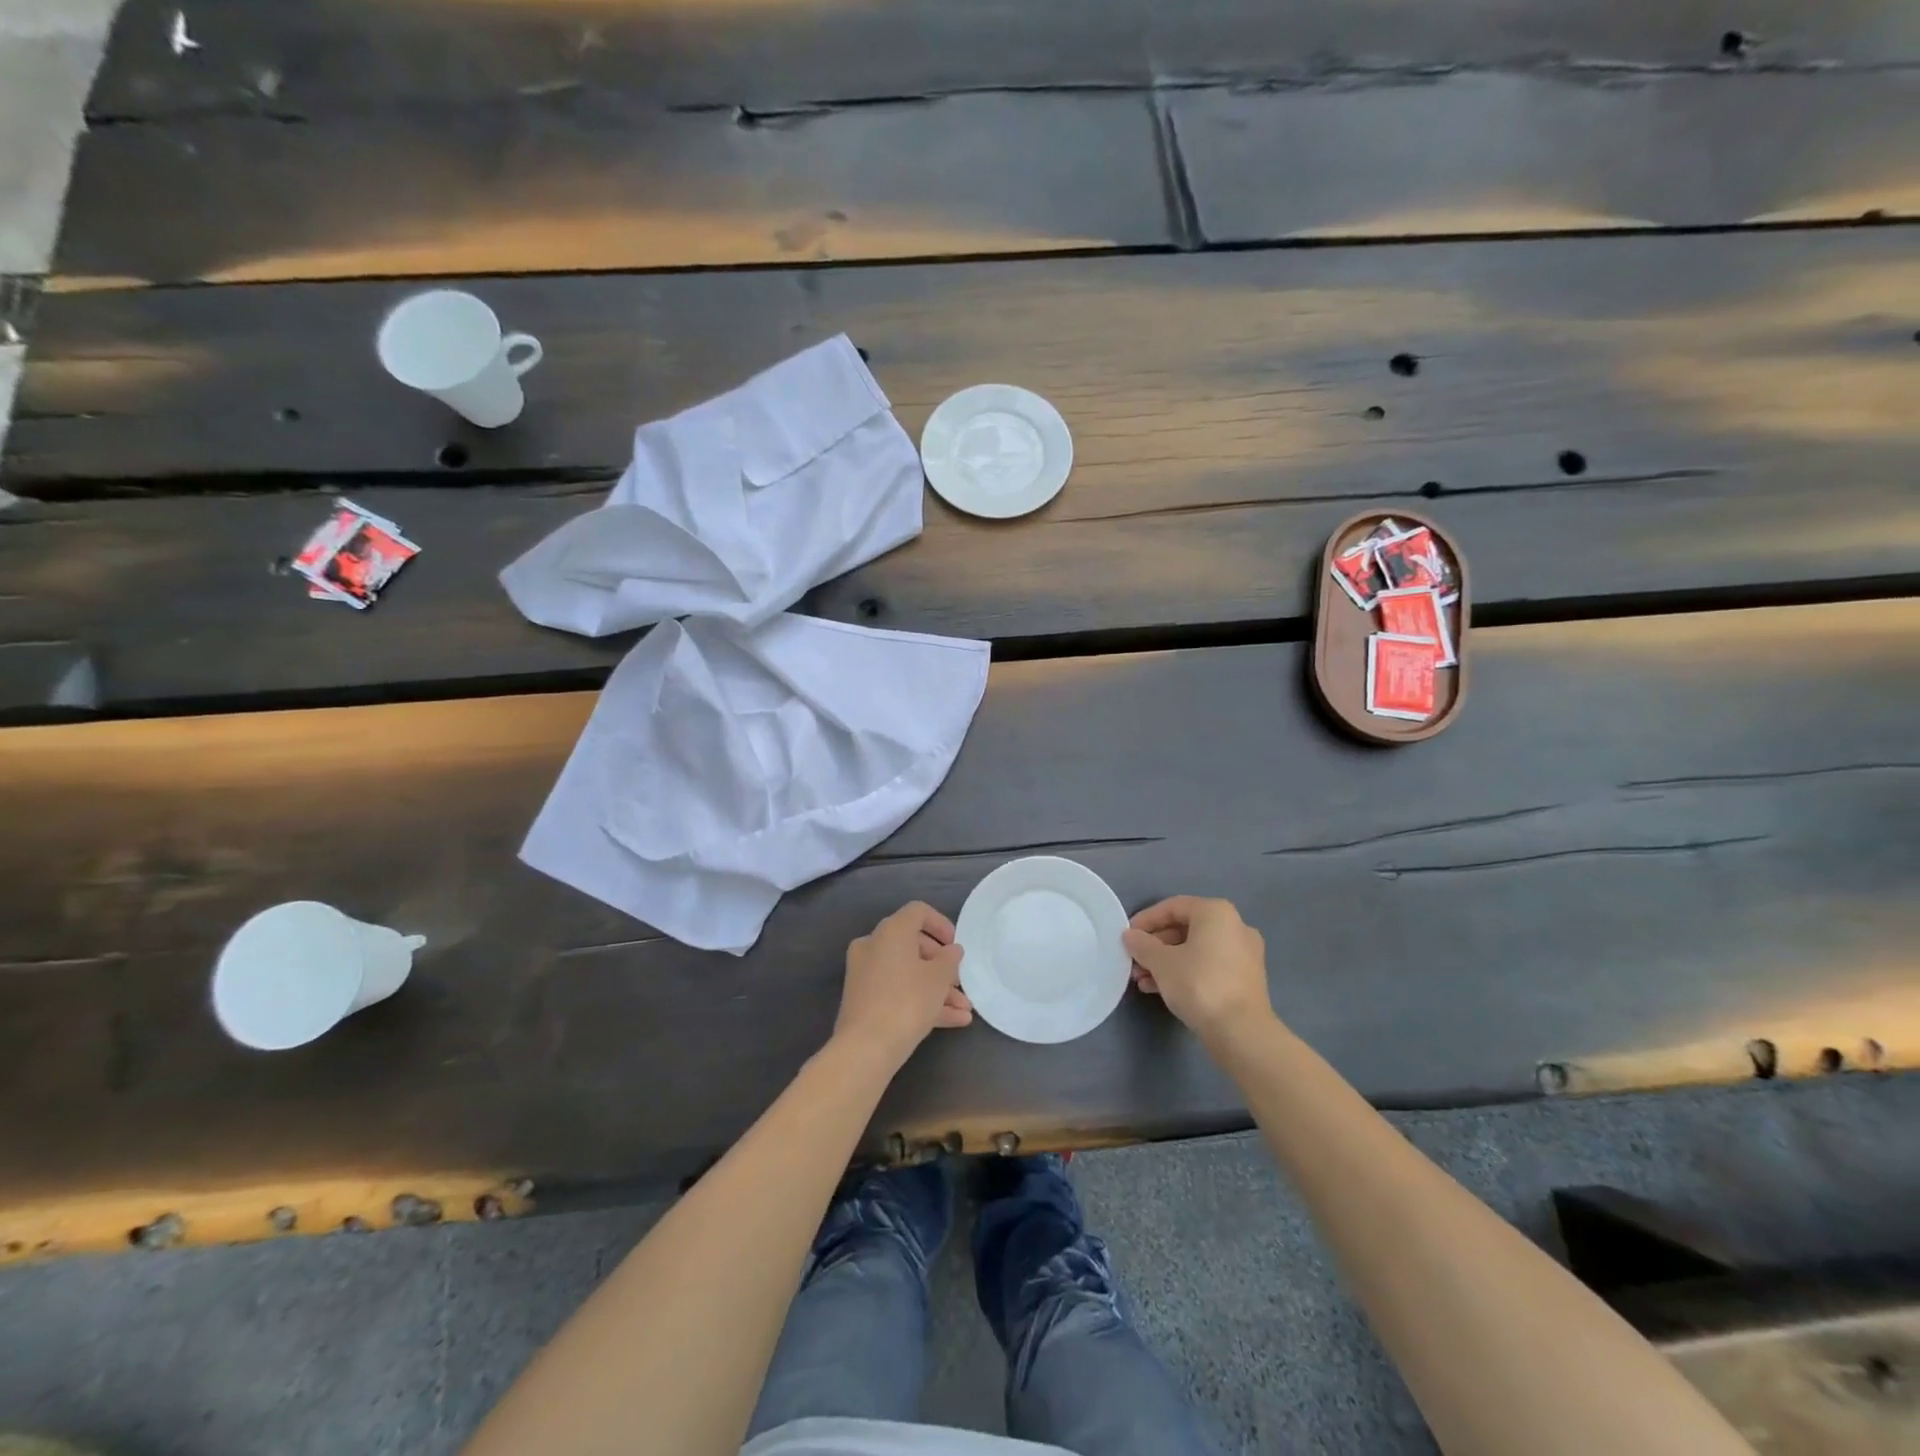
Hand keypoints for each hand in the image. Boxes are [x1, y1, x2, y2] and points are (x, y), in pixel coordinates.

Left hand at [834, 901, 972, 1071]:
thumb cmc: (907, 1001)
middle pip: (913, 945)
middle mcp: (874, 945)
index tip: (956, 946)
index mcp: (891, 931)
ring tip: (964, 1009)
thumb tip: (952, 950)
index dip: (941, 925)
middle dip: (941, 965)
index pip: (918, 912)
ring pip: (907, 972)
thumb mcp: (938, 979)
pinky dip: (921, 1000)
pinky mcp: (863, 999)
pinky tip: (952, 1021)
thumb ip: (949, 960)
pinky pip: (897, 991)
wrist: (865, 1048)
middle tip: (960, 981)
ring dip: (936, 988)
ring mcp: (865, 973)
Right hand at [1122, 896, 1272, 1040]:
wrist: (1241, 1032)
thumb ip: (1142, 945)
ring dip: (1166, 961)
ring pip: (1196, 950)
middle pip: (1185, 928)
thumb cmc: (1199, 984)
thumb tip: (1130, 936)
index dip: (1146, 919)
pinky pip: (1208, 966)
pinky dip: (1185, 972)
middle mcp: (1235, 927)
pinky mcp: (1245, 980)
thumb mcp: (1161, 962)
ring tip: (1141, 979)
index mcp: (1216, 913)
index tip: (1128, 936)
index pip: (1173, 906)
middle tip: (1134, 960)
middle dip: (1155, 945)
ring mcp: (1244, 954)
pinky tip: (1161, 990)